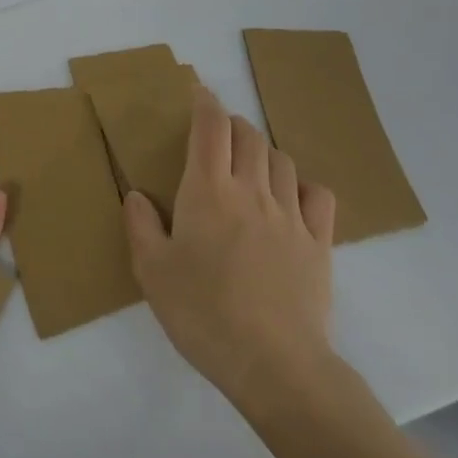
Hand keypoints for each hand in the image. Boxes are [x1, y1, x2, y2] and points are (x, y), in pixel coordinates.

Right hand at [124, 86, 337, 421]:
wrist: (274, 365)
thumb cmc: (203, 314)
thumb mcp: (152, 273)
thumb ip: (140, 226)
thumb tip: (138, 196)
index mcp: (207, 191)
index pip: (211, 127)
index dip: (205, 103)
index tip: (200, 92)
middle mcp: (251, 190)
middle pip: (249, 136)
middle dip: (233, 125)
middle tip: (219, 135)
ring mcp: (290, 215)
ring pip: (282, 160)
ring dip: (264, 152)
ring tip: (252, 165)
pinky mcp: (319, 243)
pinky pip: (319, 196)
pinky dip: (304, 185)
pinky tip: (293, 198)